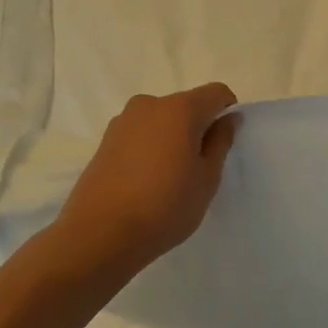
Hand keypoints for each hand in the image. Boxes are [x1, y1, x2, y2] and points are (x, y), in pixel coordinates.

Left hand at [50, 84, 240, 276]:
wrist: (99, 235)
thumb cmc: (165, 206)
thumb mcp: (206, 179)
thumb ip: (220, 142)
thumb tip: (228, 118)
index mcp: (180, 109)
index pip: (216, 93)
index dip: (227, 111)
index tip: (224, 143)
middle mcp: (149, 105)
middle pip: (186, 105)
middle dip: (198, 127)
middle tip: (199, 166)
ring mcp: (123, 121)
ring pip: (161, 120)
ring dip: (172, 137)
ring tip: (170, 177)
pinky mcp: (105, 141)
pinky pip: (140, 134)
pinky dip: (150, 147)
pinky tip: (146, 181)